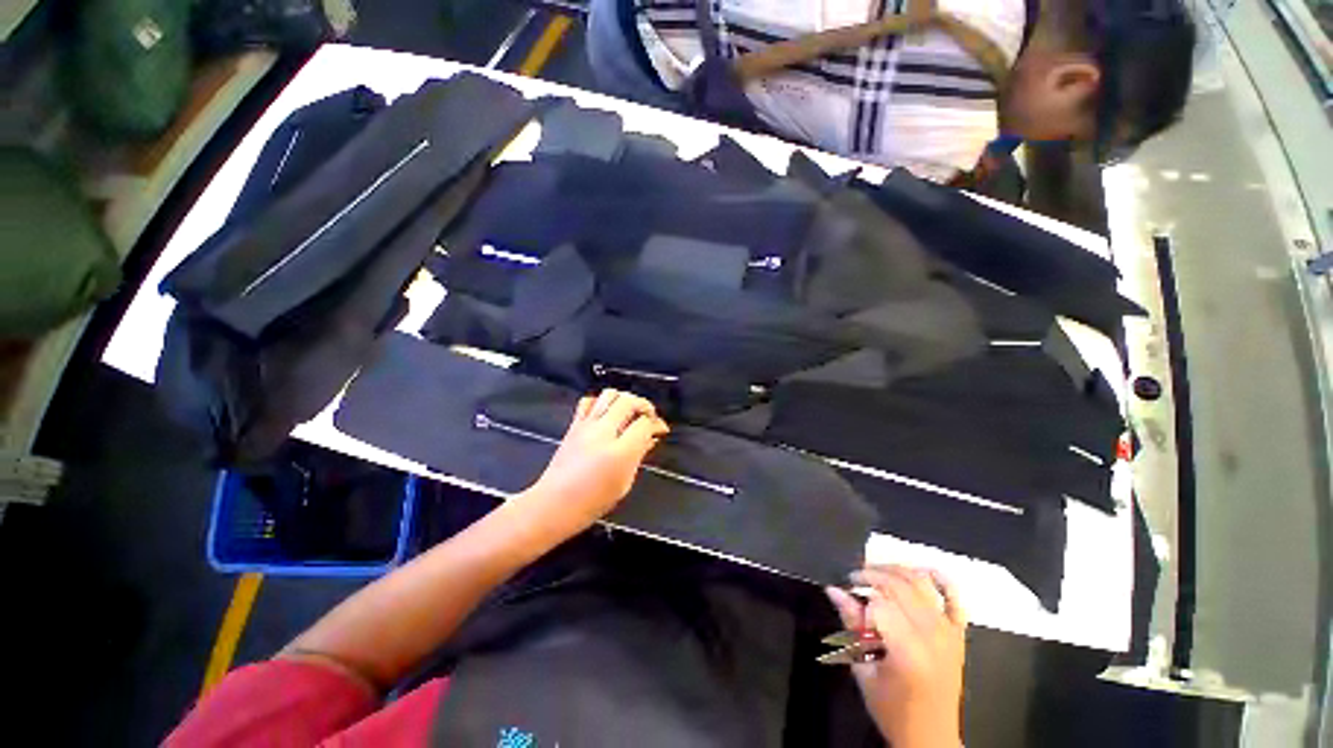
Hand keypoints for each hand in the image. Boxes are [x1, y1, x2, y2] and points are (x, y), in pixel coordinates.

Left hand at [519, 389, 668, 535]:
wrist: (554, 503)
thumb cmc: (593, 501)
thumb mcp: (624, 483)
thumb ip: (639, 455)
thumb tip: (650, 438)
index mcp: (620, 451)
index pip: (644, 423)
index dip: (656, 424)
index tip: (660, 430)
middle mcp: (603, 432)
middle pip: (629, 401)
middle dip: (644, 405)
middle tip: (648, 417)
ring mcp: (586, 425)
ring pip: (610, 394)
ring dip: (625, 399)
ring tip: (629, 412)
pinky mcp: (574, 425)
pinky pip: (589, 401)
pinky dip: (601, 401)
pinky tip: (606, 413)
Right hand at [826, 566, 966, 747]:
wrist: (931, 737)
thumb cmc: (892, 709)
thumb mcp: (864, 671)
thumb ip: (851, 625)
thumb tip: (833, 590)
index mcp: (908, 651)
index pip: (880, 603)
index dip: (859, 594)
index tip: (846, 595)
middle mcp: (933, 636)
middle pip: (900, 586)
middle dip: (872, 575)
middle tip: (854, 580)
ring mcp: (949, 633)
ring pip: (921, 583)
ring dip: (896, 570)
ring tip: (876, 574)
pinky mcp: (959, 634)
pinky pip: (955, 598)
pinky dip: (940, 579)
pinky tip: (921, 570)